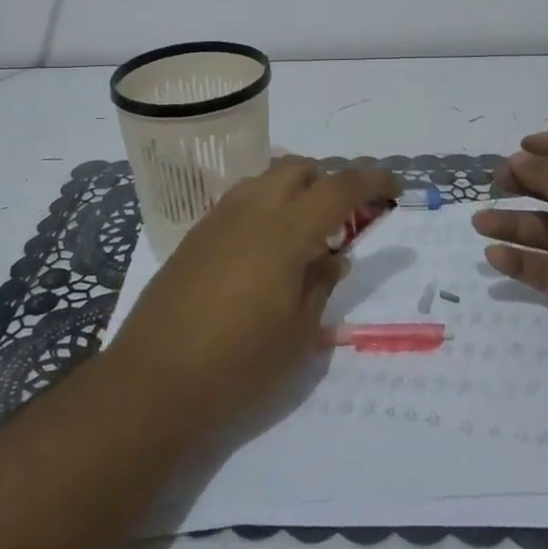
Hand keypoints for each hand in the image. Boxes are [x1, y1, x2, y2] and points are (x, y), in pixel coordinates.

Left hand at [108, 158, 398, 435]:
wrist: (153, 380)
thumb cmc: (238, 364)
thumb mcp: (298, 334)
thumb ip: (321, 284)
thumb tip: (334, 257)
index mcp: (284, 232)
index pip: (338, 188)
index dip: (371, 182)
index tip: (394, 190)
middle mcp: (251, 210)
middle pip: (299, 168)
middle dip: (329, 181)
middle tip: (345, 218)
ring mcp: (218, 219)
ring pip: (266, 179)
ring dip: (295, 190)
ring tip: (306, 233)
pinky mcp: (195, 235)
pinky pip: (241, 200)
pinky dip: (266, 206)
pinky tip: (266, 248)